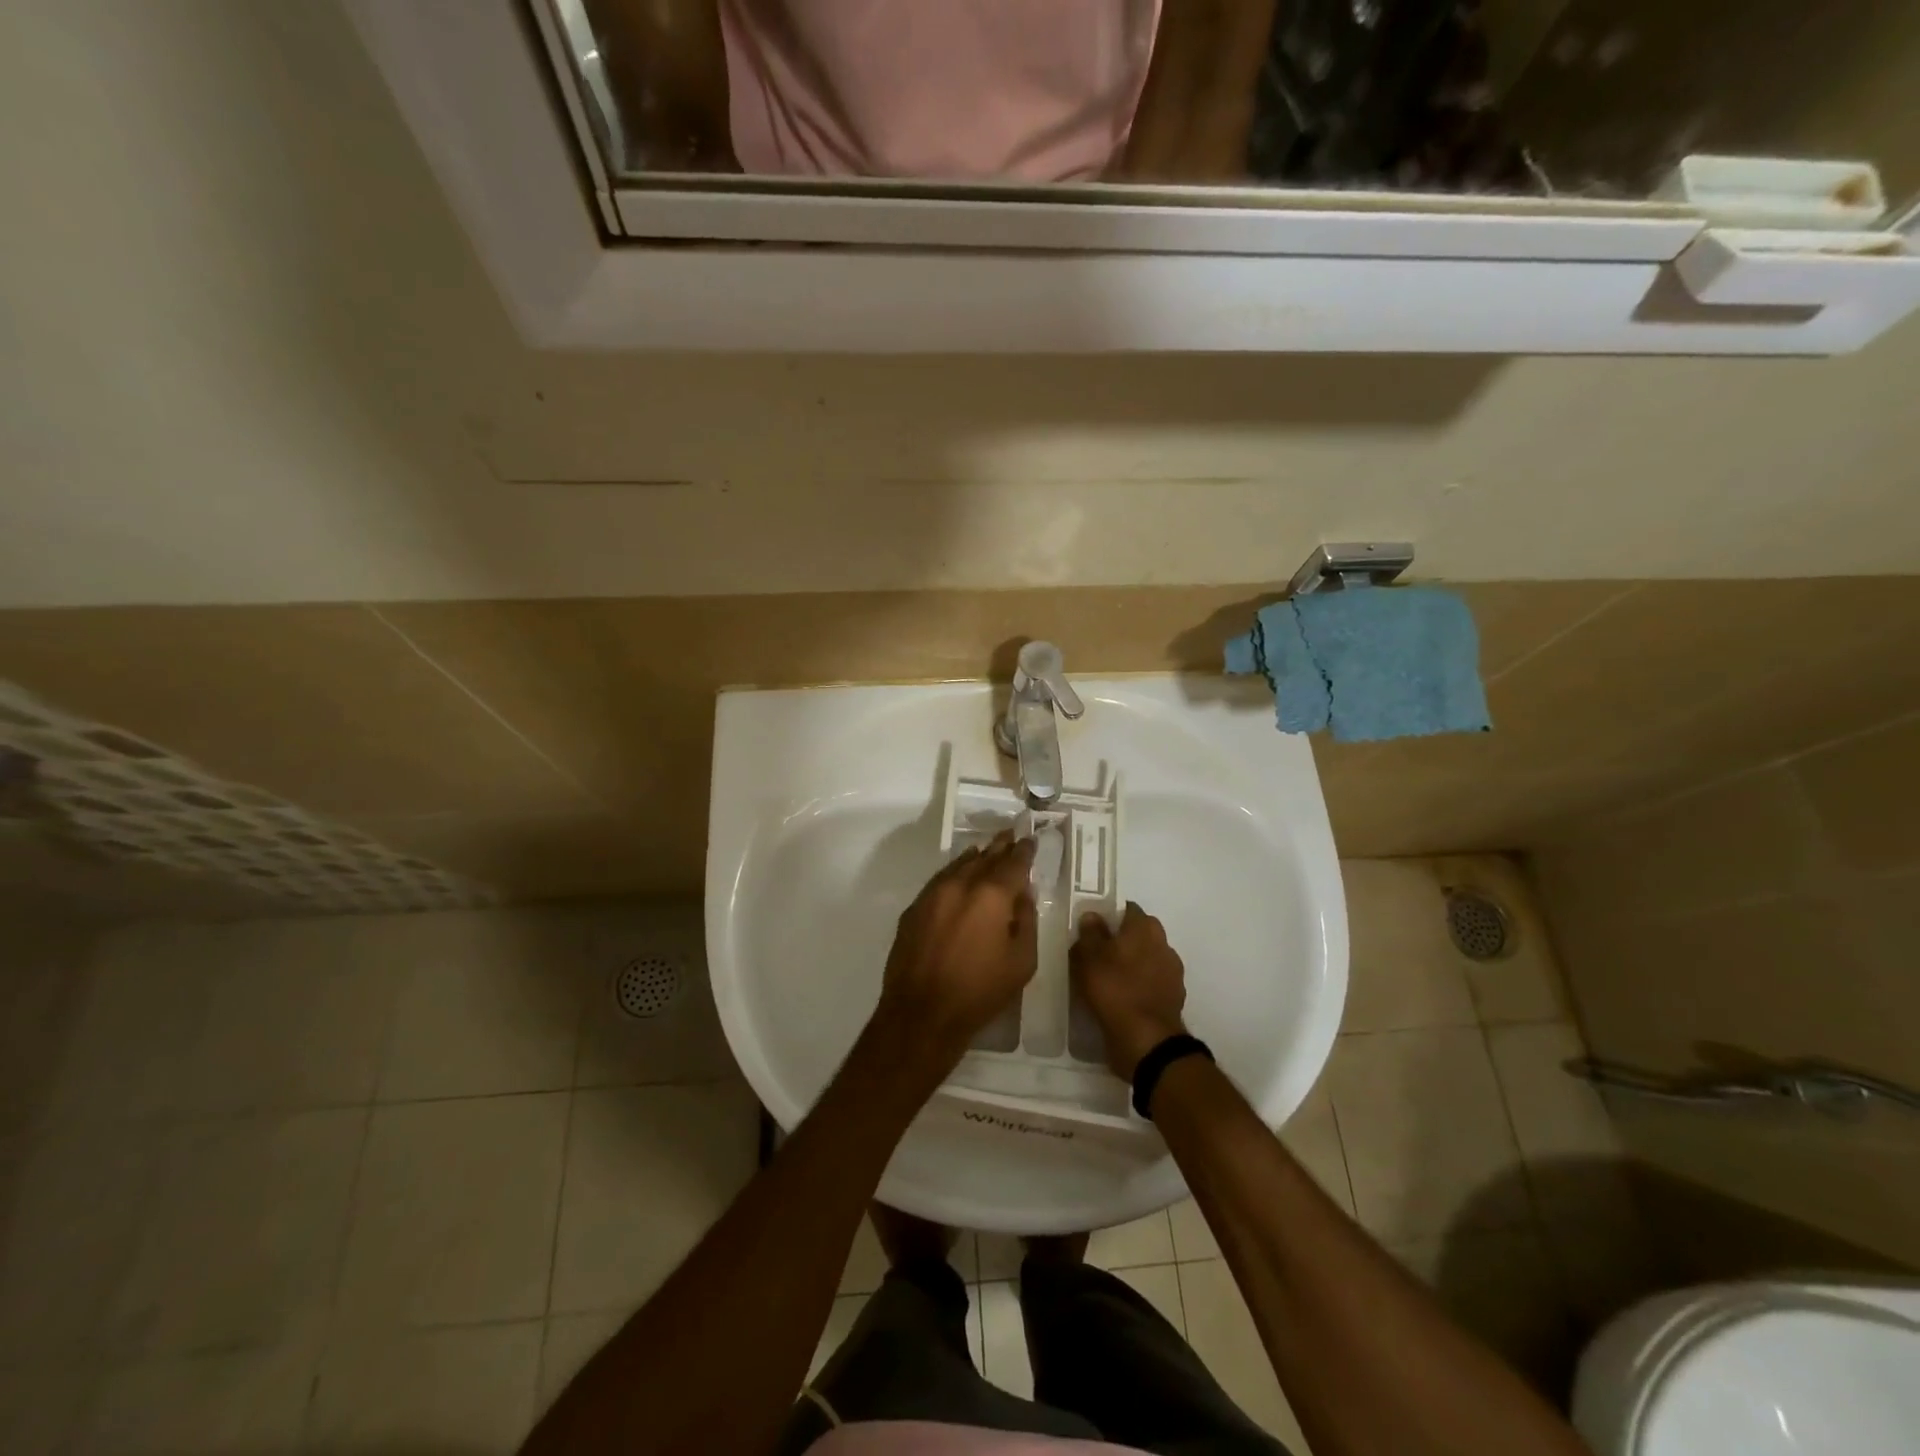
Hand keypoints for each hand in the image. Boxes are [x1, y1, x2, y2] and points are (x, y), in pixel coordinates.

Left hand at [876, 830, 1037, 1066]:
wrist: (922, 1012)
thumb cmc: (980, 991)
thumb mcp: (1021, 962)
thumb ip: (1027, 921)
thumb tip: (1023, 896)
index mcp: (992, 895)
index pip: (1013, 863)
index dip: (1024, 851)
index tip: (1029, 840)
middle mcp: (961, 884)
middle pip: (985, 857)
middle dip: (1000, 847)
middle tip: (1010, 835)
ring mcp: (933, 894)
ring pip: (959, 865)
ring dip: (976, 856)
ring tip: (987, 849)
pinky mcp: (914, 908)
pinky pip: (940, 880)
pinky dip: (954, 872)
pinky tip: (959, 873)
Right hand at [1071, 903, 1188, 1080]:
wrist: (1147, 1040)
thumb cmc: (1114, 989)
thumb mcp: (1089, 956)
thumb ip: (1090, 932)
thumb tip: (1093, 916)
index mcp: (1145, 927)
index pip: (1127, 909)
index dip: (1109, 916)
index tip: (1092, 930)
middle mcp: (1164, 944)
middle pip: (1139, 934)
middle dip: (1121, 941)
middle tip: (1096, 955)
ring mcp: (1172, 972)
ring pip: (1146, 959)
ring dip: (1131, 965)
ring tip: (1107, 980)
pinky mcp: (1173, 998)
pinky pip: (1151, 984)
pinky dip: (1139, 987)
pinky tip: (1122, 999)